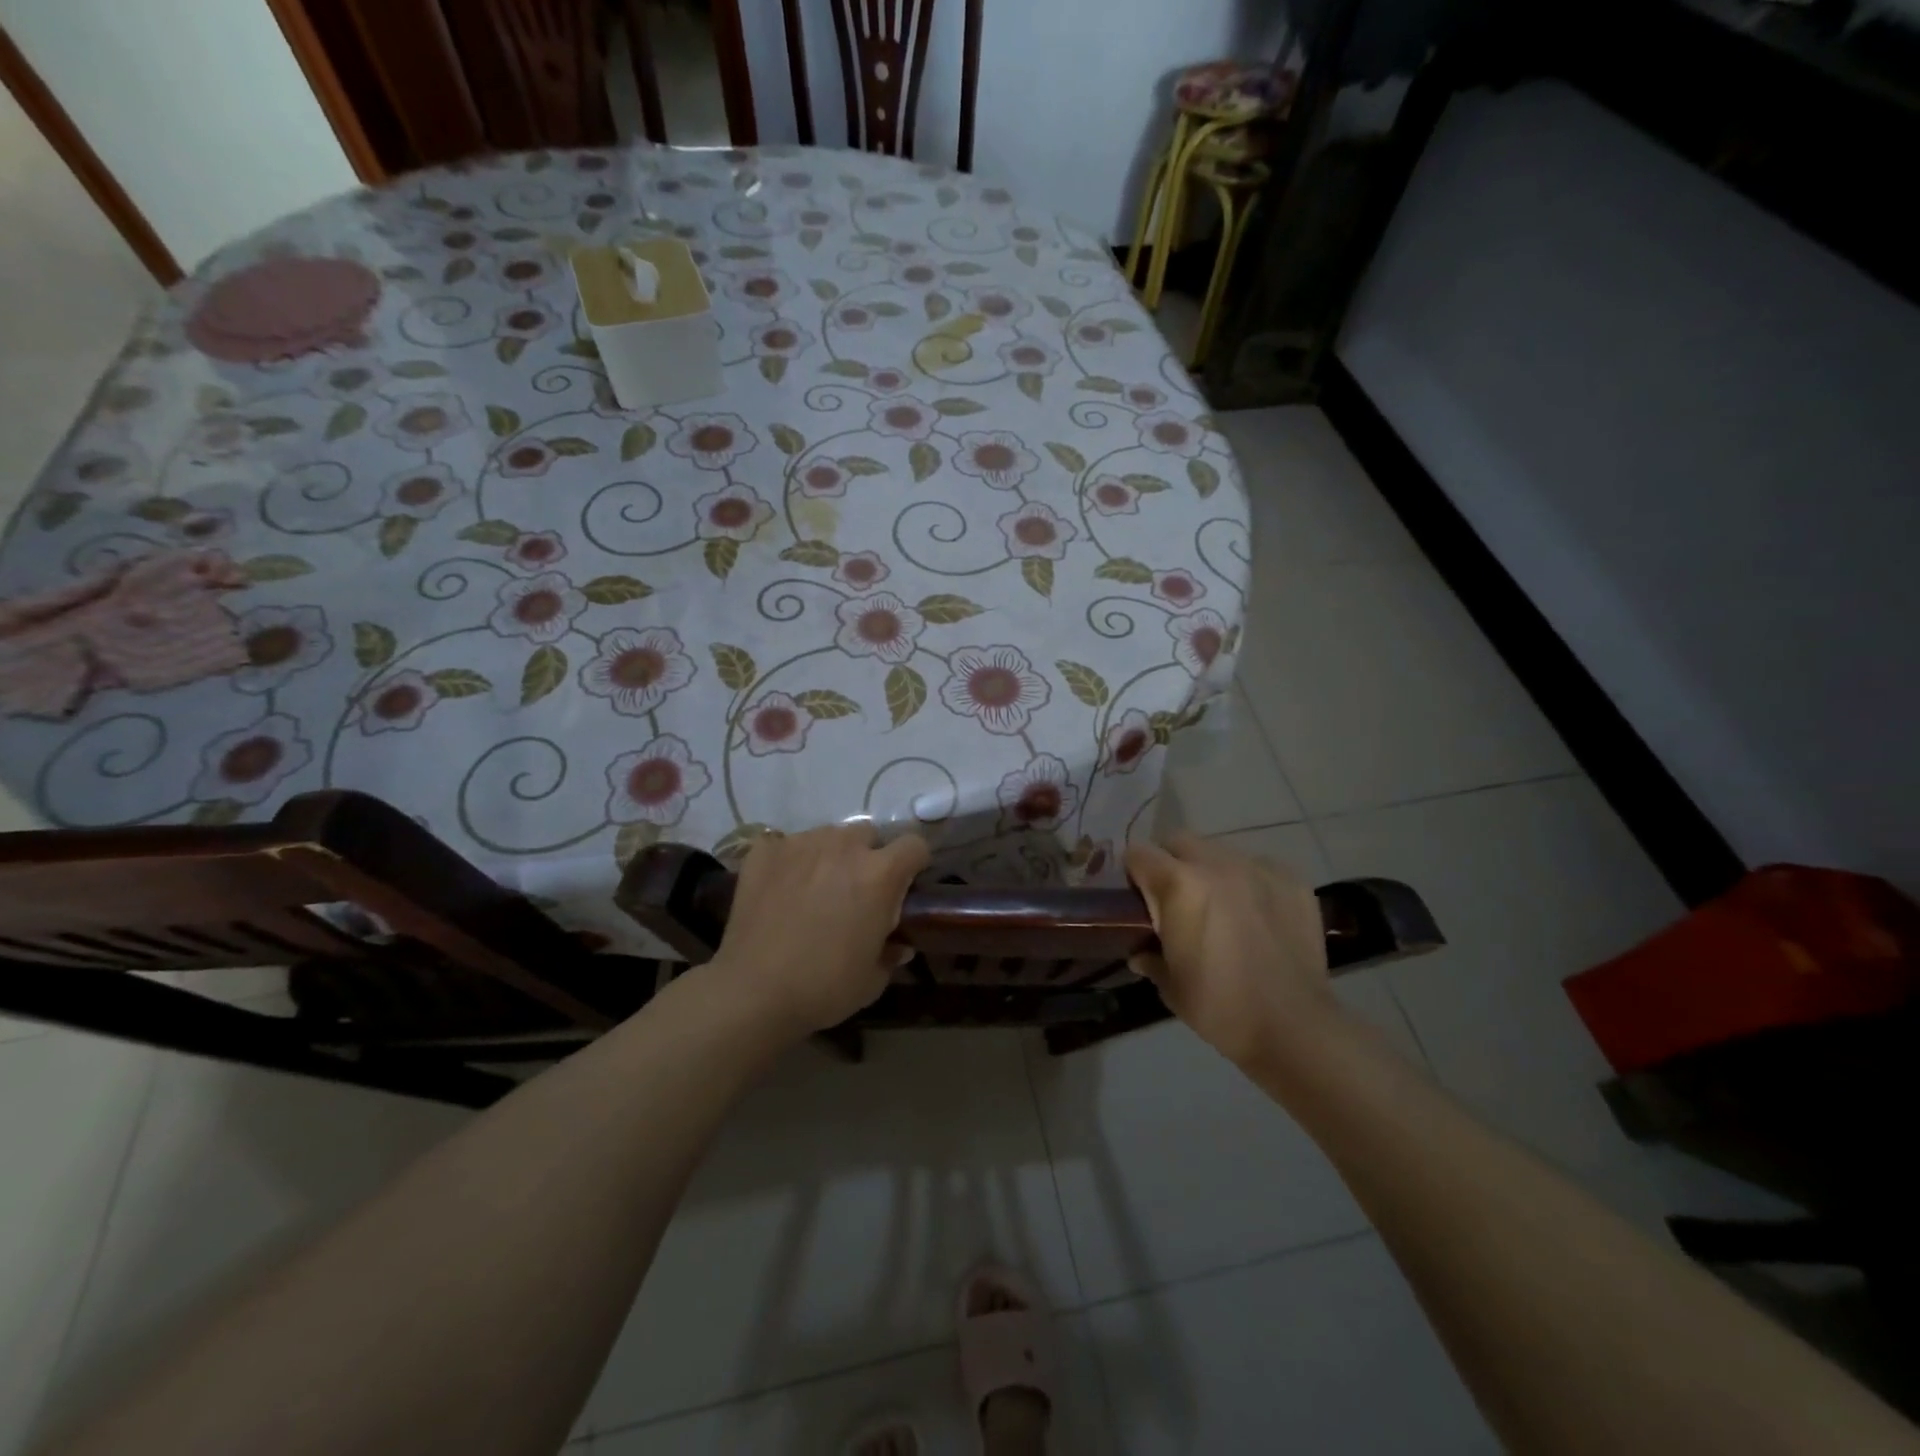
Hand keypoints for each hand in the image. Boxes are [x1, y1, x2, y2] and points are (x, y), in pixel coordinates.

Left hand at [711, 822, 929, 1036]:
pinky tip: (781, 888)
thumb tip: (898, 945)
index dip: (914, 864)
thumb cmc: (824, 987)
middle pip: (868, 834)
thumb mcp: (873, 979)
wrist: (753, 993)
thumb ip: (891, 952)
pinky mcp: (764, 851)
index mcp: (880, 873)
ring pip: (828, 835)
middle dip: (869, 856)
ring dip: (830, 855)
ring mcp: (800, 843)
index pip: (914, 845)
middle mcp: (844, 846)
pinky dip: (790, 860)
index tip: (904, 886)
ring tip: (815, 889)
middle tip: (856, 891)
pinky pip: (786, 844)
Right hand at [1125, 832, 1341, 1070]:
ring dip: (1210, 872)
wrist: (1294, 1028)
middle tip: (1175, 900)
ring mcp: (1258, 868)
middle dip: (1170, 863)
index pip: (1138, 853)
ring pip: (1220, 852)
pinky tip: (1257, 916)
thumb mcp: (1170, 985)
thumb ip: (1149, 956)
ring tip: (1220, 908)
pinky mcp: (1292, 880)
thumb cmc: (1219, 1007)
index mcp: (1178, 884)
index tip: (1137, 899)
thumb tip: (1141, 953)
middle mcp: (1216, 864)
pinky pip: (1258, 867)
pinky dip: (1249, 883)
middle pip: (1179, 841)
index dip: (1133, 874)